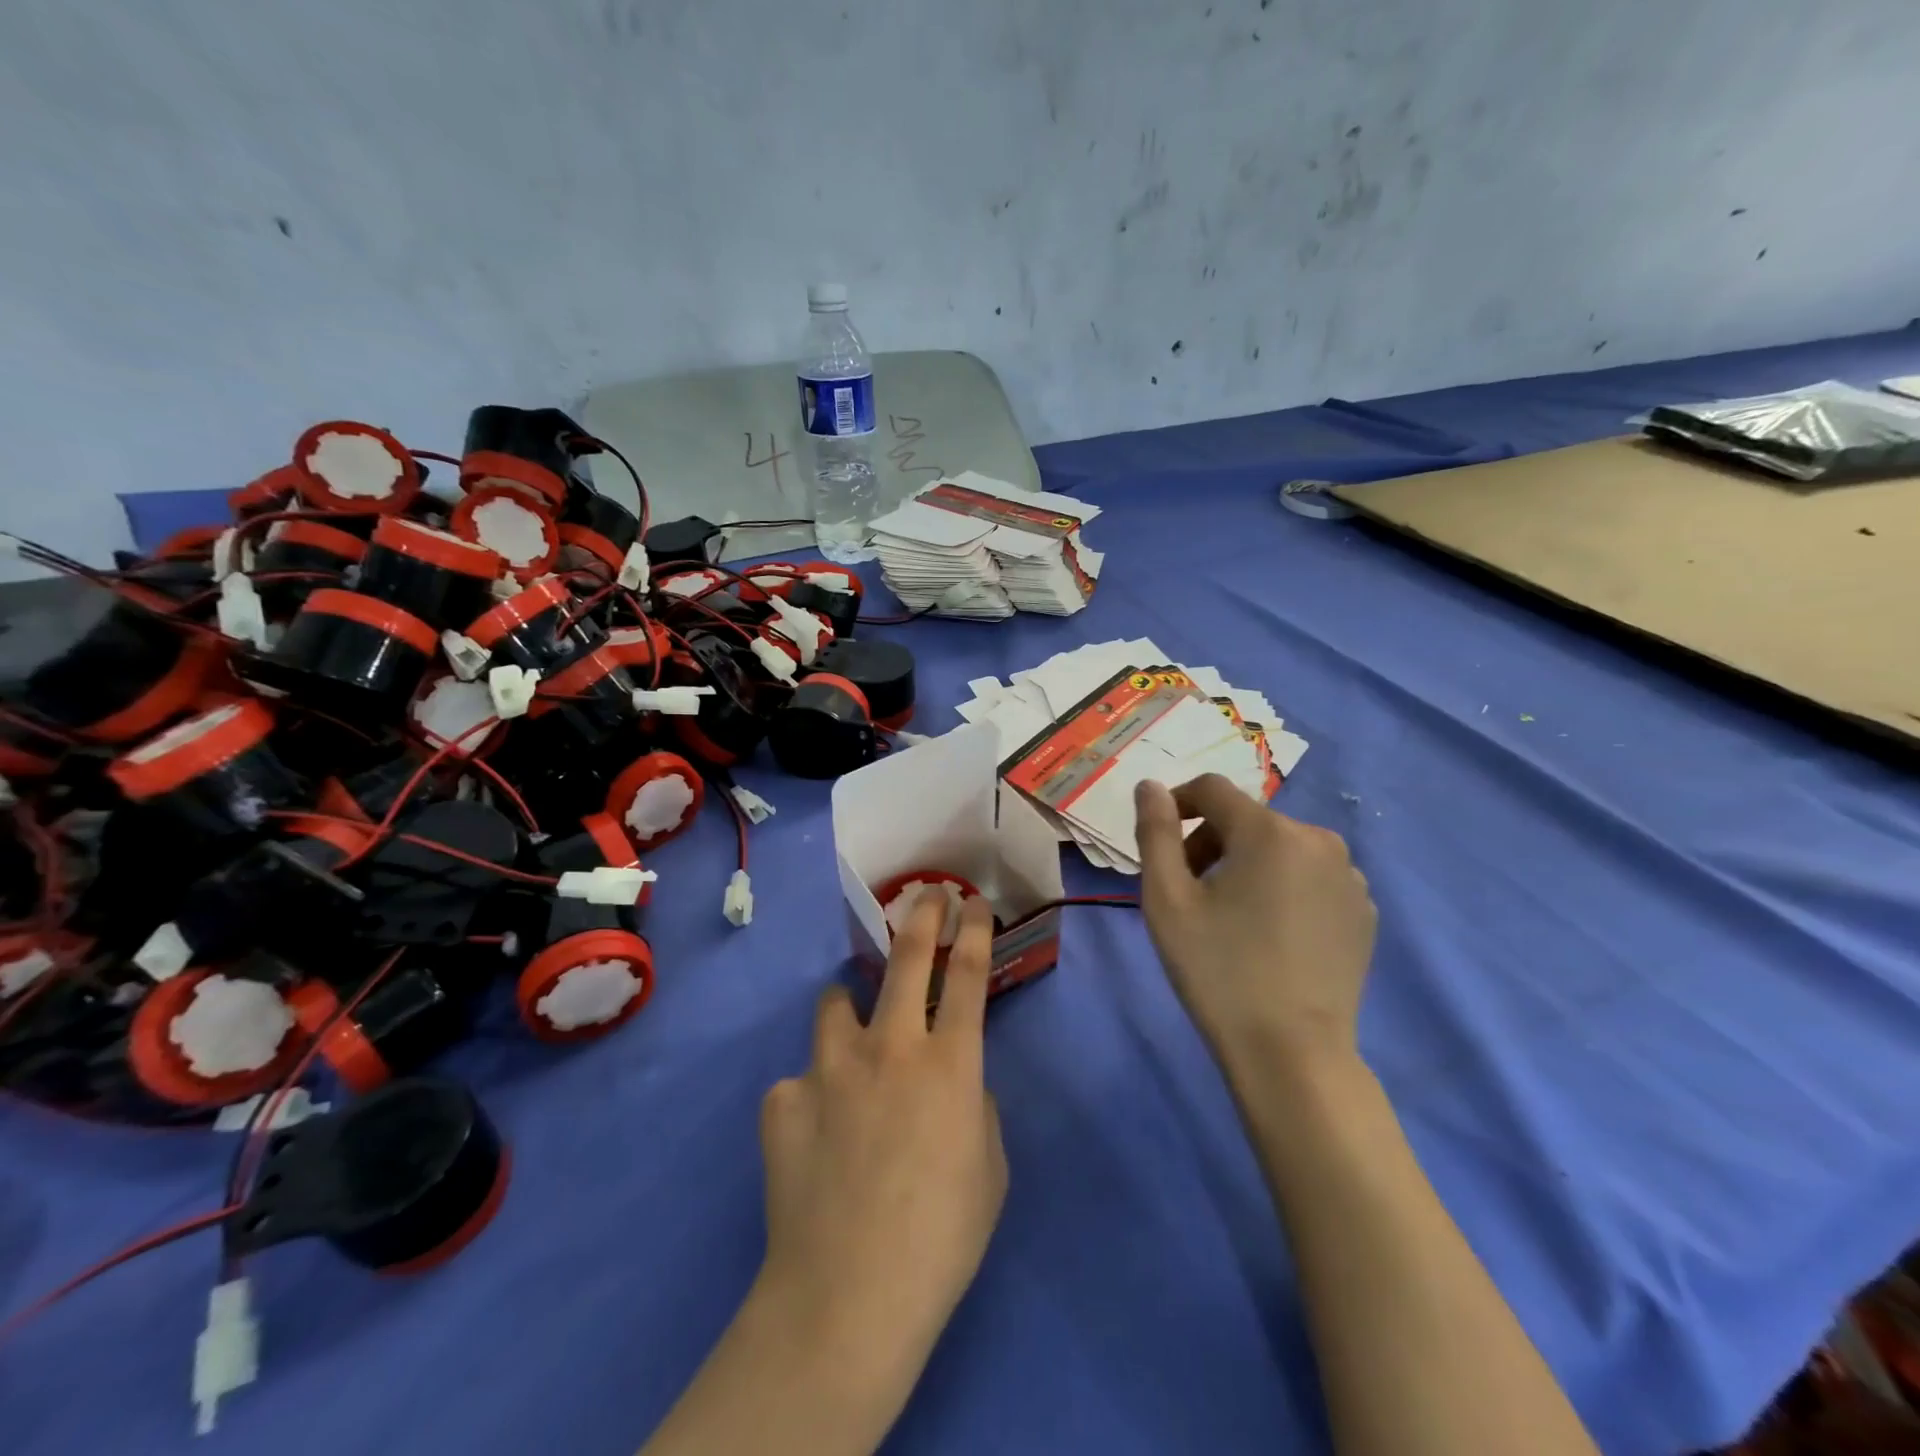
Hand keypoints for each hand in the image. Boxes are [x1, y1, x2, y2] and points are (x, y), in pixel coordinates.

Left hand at [755, 891, 1007, 1407]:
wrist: (847, 1296)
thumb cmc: (941, 1238)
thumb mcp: (990, 1169)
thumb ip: (975, 1107)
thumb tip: (955, 1083)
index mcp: (949, 1064)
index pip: (968, 975)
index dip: (973, 930)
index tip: (972, 902)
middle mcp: (890, 1047)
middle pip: (907, 958)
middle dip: (921, 915)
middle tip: (926, 895)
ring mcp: (830, 1067)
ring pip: (838, 1002)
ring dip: (850, 1004)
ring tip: (851, 1027)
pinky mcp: (784, 1098)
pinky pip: (801, 1080)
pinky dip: (813, 1093)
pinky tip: (814, 1134)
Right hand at [1133, 775, 1375, 1072]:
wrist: (1292, 1054)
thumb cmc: (1218, 970)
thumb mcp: (1167, 900)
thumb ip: (1155, 832)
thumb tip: (1149, 786)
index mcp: (1269, 832)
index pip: (1212, 789)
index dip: (1177, 804)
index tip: (1159, 841)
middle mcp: (1319, 840)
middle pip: (1247, 819)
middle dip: (1210, 842)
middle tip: (1188, 891)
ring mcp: (1349, 877)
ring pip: (1280, 847)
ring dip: (1246, 863)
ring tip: (1229, 915)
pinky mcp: (1363, 911)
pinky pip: (1311, 877)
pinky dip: (1282, 887)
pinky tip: (1269, 933)